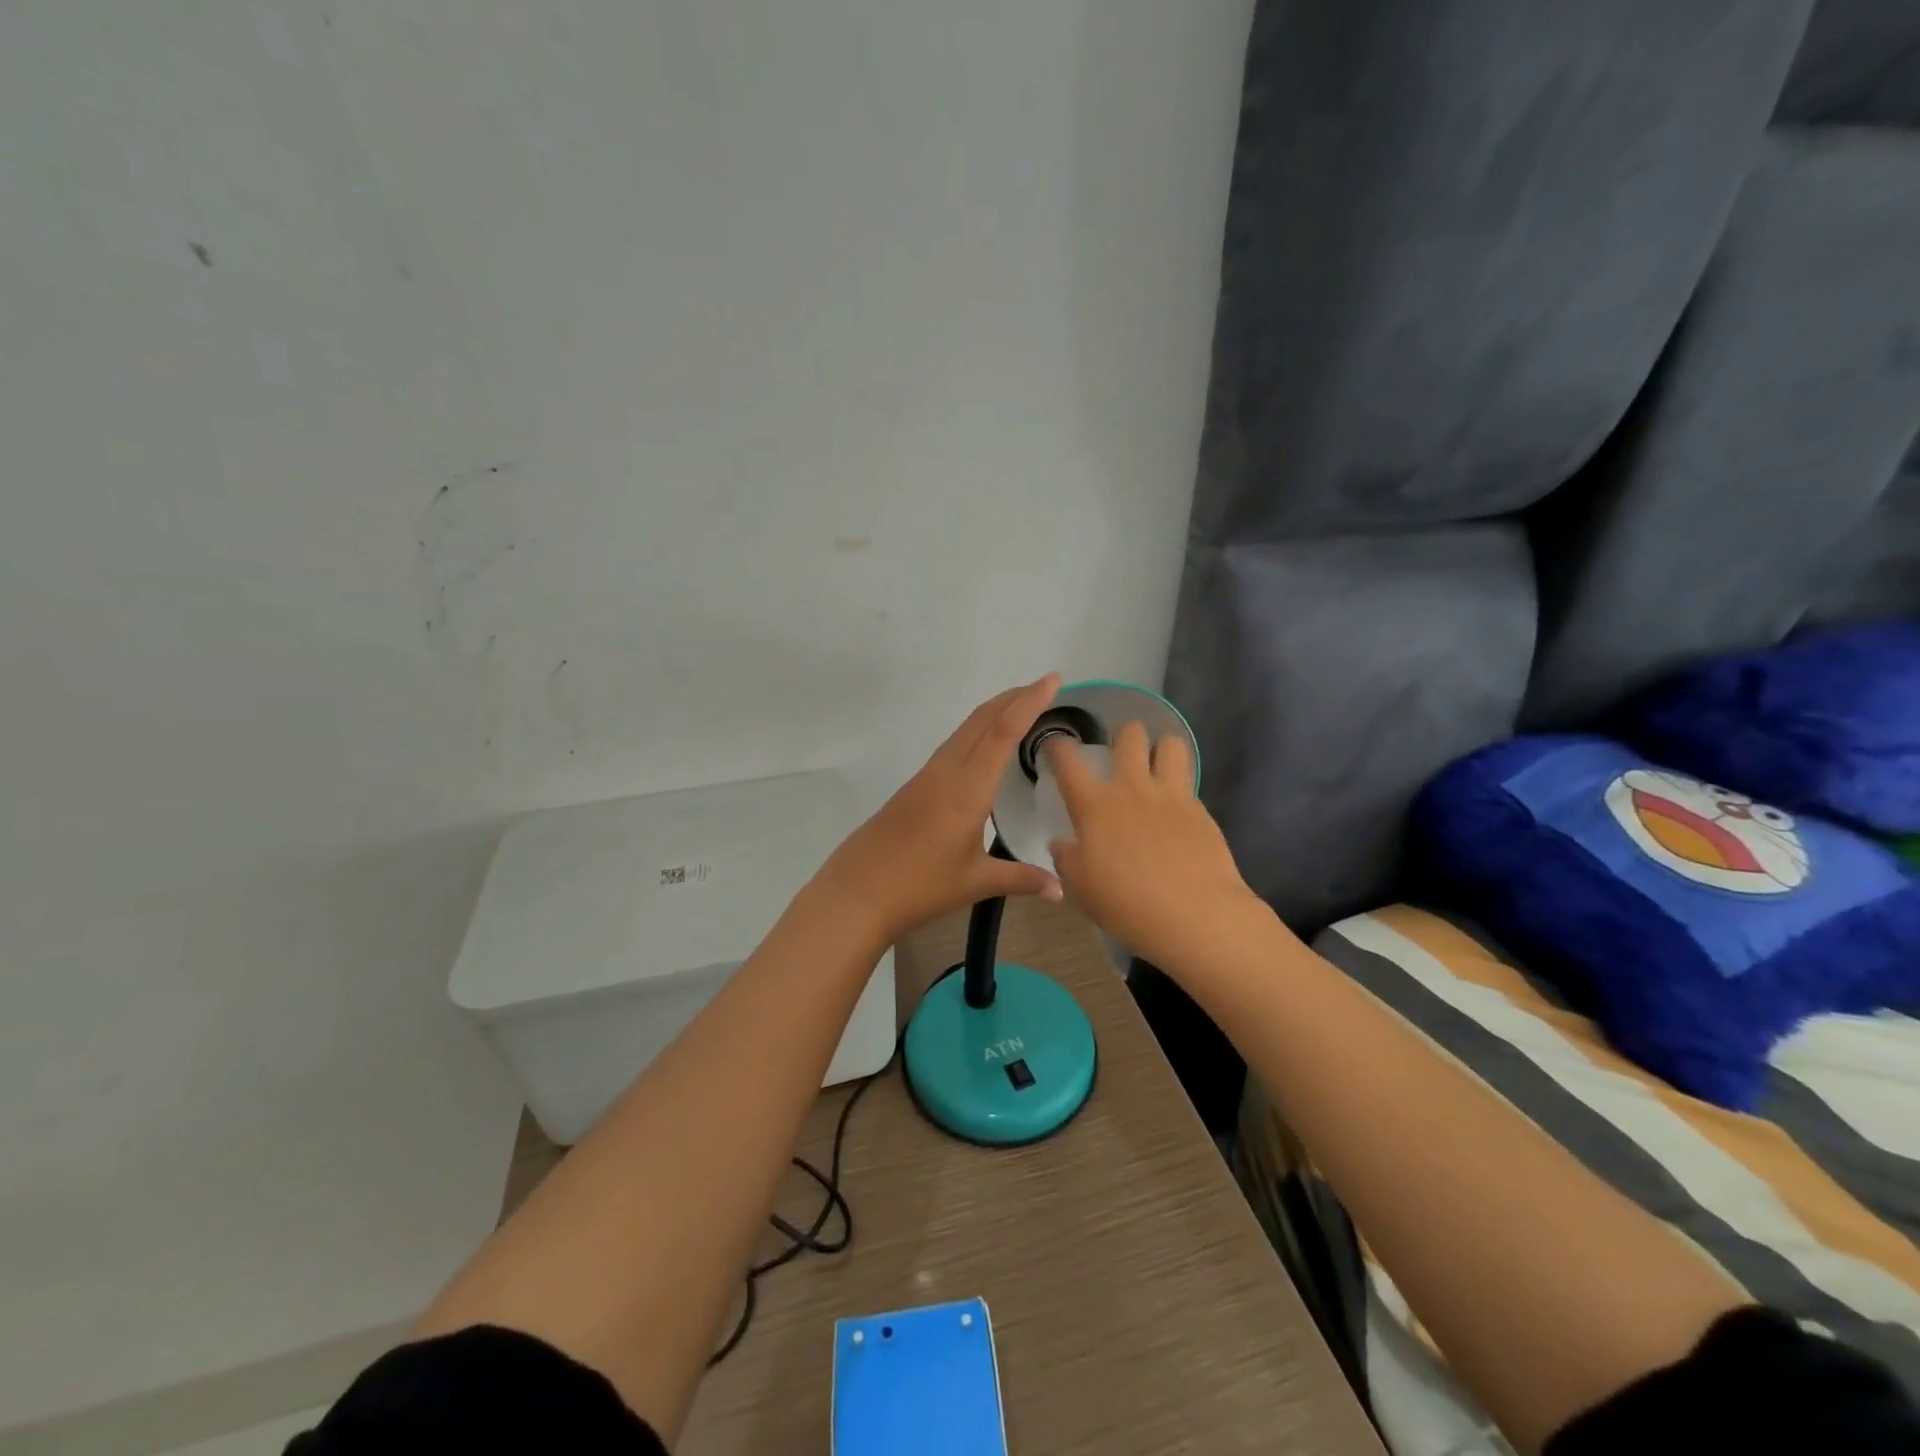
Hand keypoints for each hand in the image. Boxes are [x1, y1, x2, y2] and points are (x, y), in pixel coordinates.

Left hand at [817, 675, 1064, 944]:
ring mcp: (926, 777)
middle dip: (1013, 698)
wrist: (856, 892)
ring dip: (993, 712)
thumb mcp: (975, 883)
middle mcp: (946, 772)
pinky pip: (952, 746)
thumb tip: (1060, 889)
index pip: (1002, 733)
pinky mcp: (914, 786)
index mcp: (967, 790)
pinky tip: (984, 746)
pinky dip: (976, 732)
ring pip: (964, 730)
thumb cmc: (919, 887)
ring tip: (1020, 707)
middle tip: (1043, 686)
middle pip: (981, 721)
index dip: (1028, 703)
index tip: (1051, 680)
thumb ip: (1021, 879)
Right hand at [1044, 722, 1257, 968]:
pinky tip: (1175, 808)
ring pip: (1169, 744)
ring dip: (1160, 749)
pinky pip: (1188, 780)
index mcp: (1094, 805)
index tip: (1056, 746)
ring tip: (1155, 768)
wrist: (1194, 915)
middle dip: (1122, 735)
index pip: (1068, 760)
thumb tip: (1061, 843)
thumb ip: (1067, 859)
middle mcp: (1131, 788)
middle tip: (1119, 755)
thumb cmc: (1127, 903)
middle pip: (1129, 734)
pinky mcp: (1199, 809)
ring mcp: (1170, 795)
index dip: (1058, 746)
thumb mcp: (1081, 887)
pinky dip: (1179, 785)